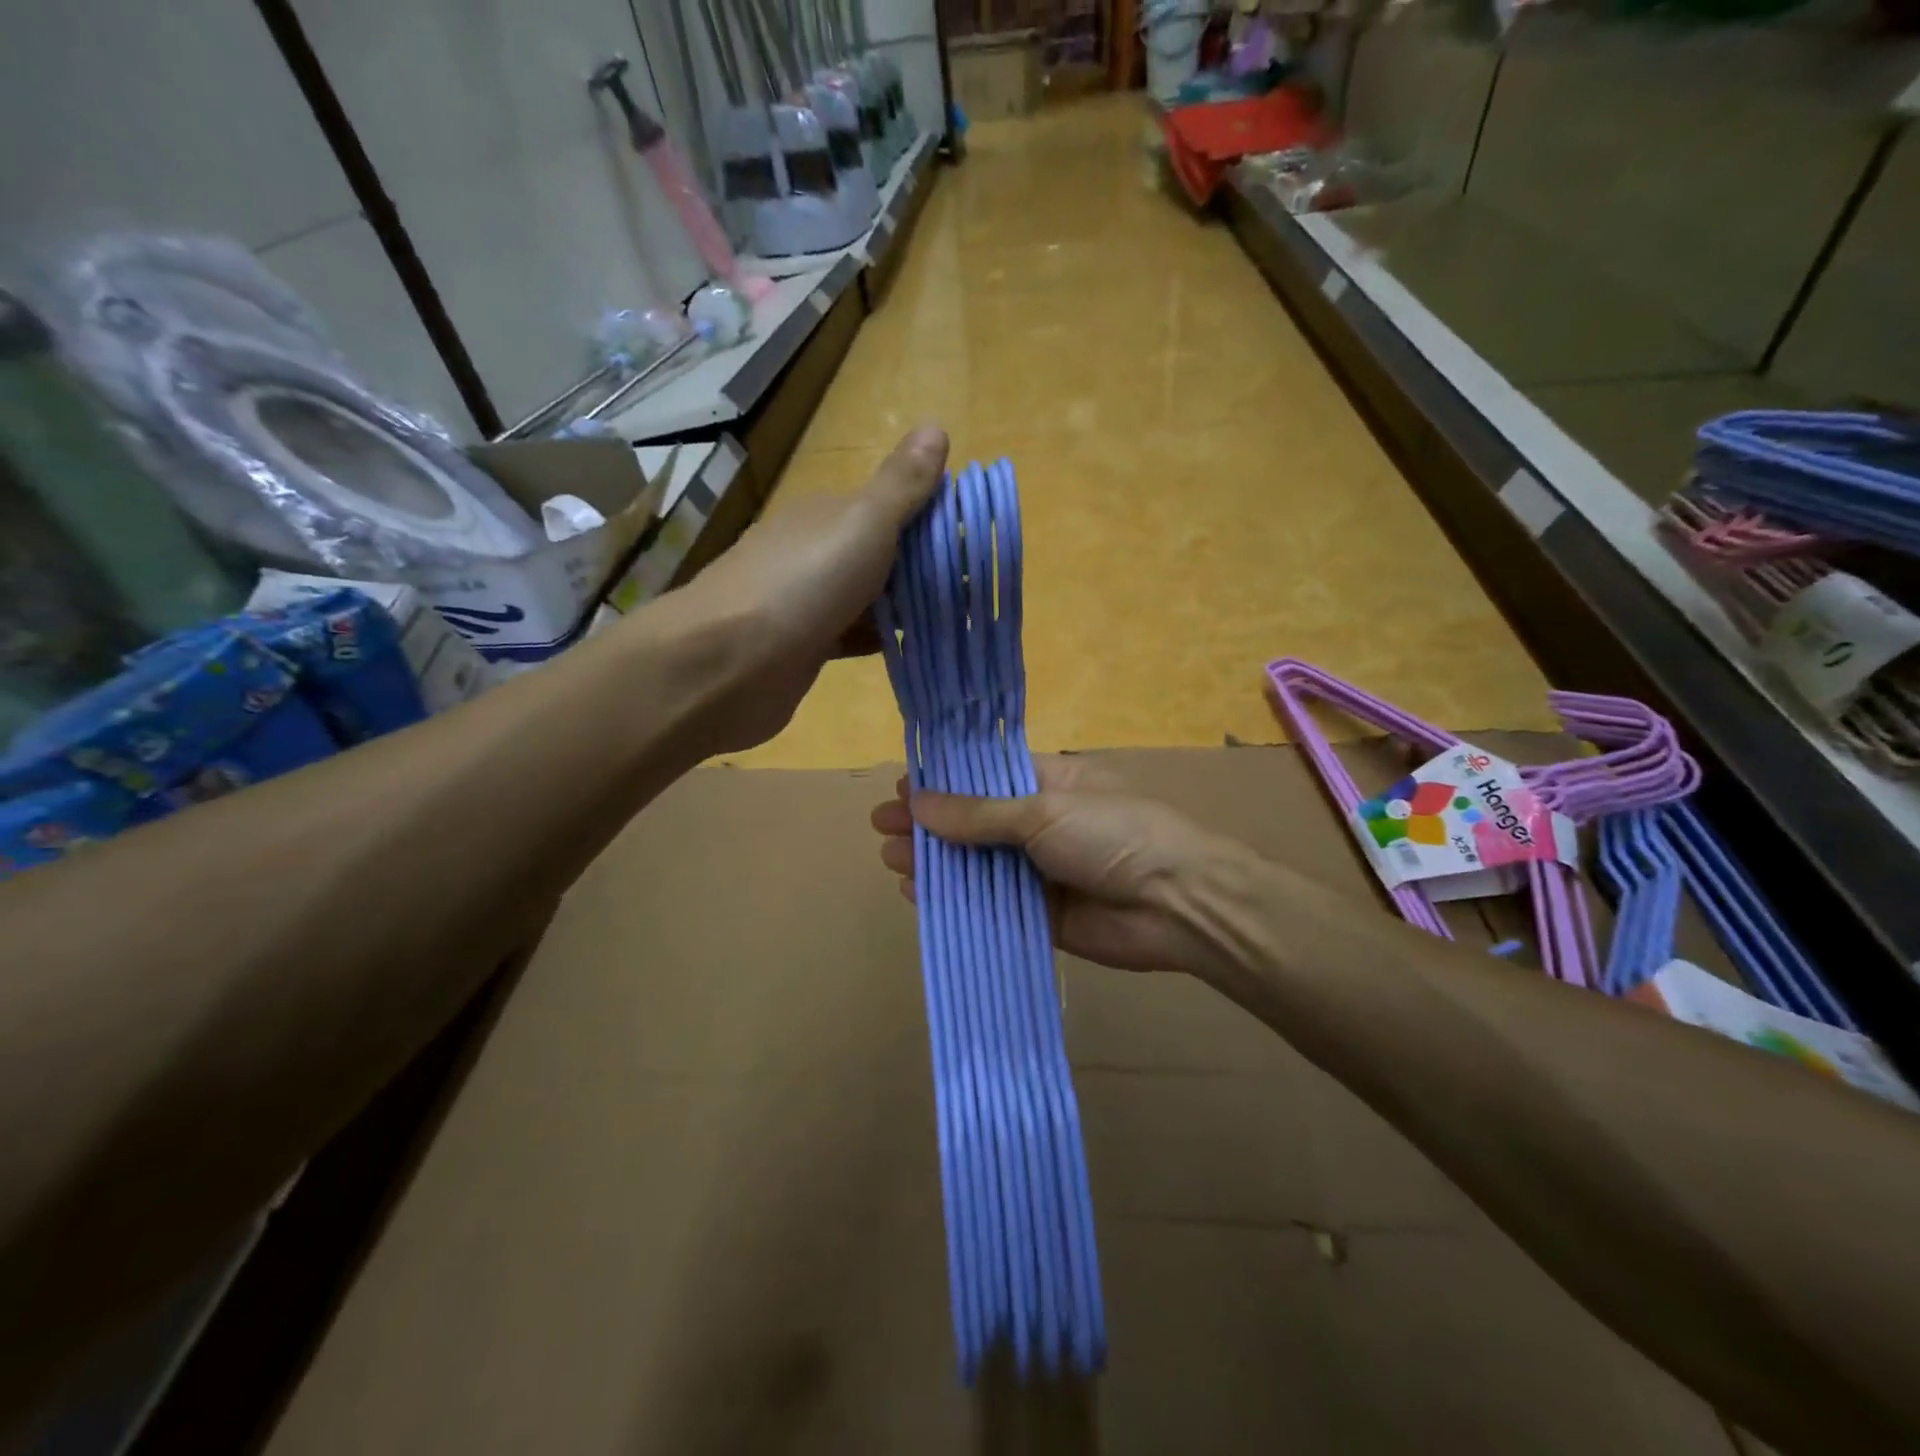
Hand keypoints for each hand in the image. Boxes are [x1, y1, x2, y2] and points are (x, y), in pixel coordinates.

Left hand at [675, 424, 946, 752]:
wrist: (724, 664)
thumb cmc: (802, 585)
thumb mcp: (862, 525)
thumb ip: (901, 486)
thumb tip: (936, 426)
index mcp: (826, 514)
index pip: (890, 507)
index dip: (933, 522)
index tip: (976, 547)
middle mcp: (812, 552)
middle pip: (881, 556)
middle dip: (924, 571)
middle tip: (975, 594)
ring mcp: (804, 602)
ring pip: (868, 599)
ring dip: (906, 608)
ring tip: (956, 623)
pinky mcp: (802, 648)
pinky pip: (852, 637)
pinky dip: (880, 641)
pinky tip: (912, 651)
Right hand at [869, 757, 1260, 980]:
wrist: (1178, 904)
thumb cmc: (1112, 834)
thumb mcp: (1043, 811)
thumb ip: (979, 814)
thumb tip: (918, 802)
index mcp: (1050, 783)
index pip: (985, 777)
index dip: (944, 782)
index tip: (901, 787)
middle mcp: (1042, 825)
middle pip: (974, 823)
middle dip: (930, 824)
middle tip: (881, 826)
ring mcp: (1042, 873)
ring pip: (978, 866)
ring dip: (936, 862)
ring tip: (891, 858)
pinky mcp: (1043, 917)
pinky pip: (991, 906)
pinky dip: (957, 901)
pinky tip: (920, 895)